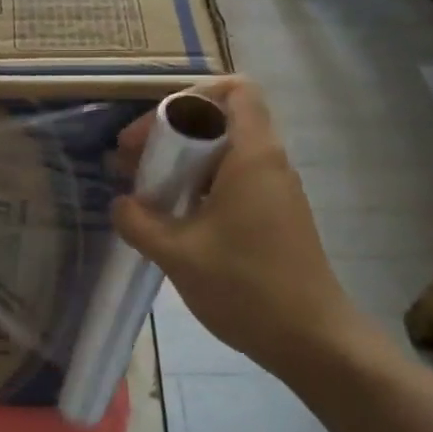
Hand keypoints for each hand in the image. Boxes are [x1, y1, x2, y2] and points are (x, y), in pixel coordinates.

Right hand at [111, 78, 352, 370]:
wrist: (313, 341)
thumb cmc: (246, 287)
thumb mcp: (178, 253)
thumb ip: (139, 222)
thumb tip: (120, 204)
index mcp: (252, 155)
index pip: (234, 90)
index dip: (191, 96)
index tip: (155, 130)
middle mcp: (269, 161)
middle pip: (221, 119)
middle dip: (173, 132)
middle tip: (134, 161)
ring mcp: (275, 190)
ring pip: (226, 152)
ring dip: (184, 162)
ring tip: (145, 190)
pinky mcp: (275, 215)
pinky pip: (234, 179)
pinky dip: (201, 185)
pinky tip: (173, 217)